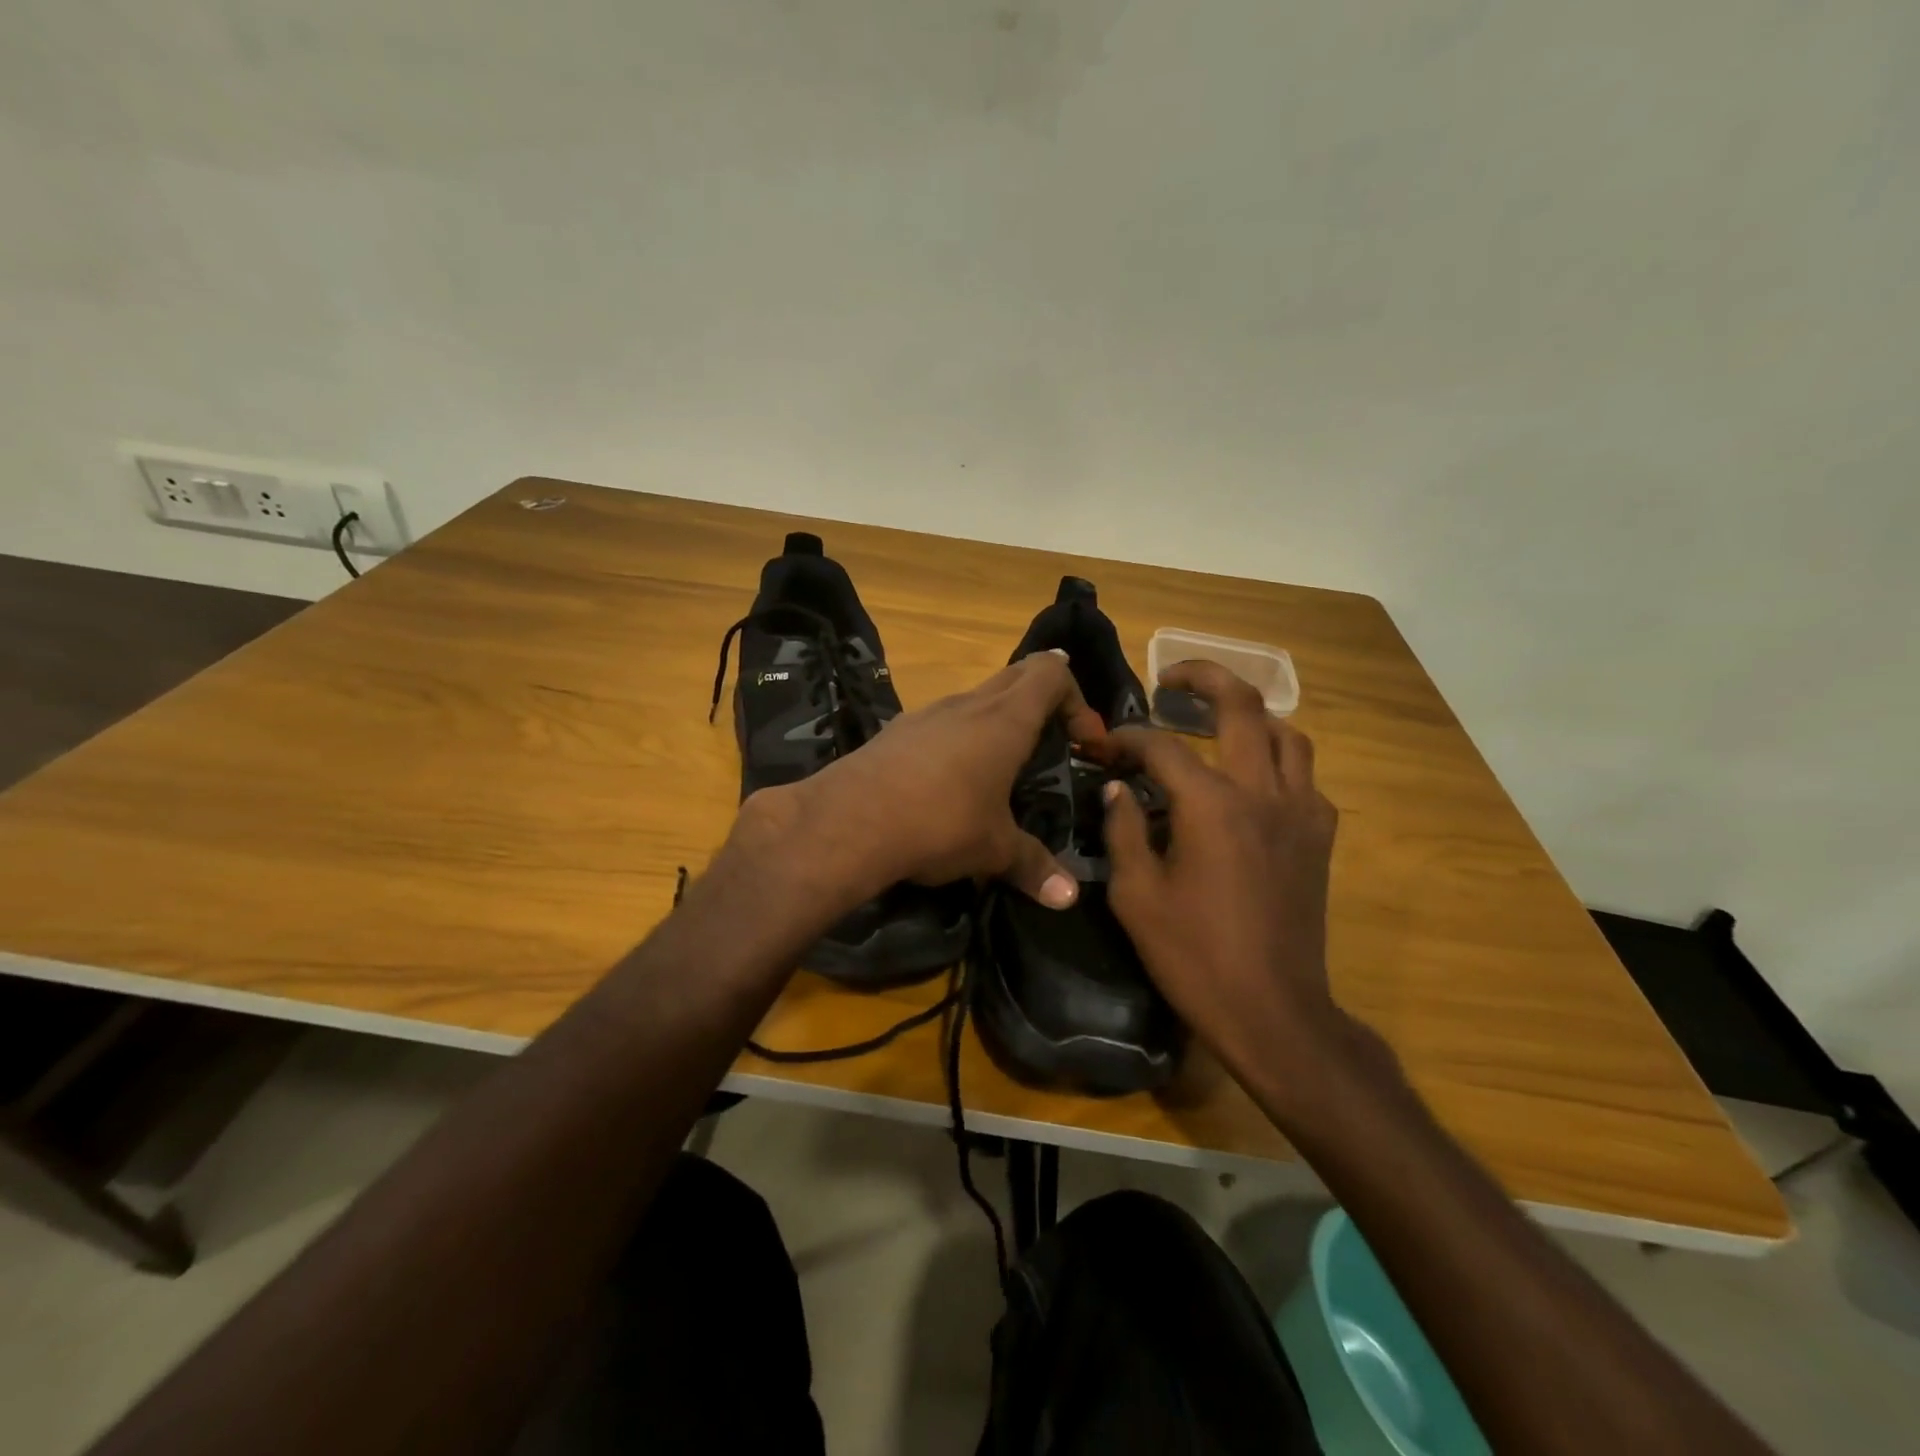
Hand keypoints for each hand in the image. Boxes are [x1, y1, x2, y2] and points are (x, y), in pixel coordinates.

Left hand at [743, 651, 1108, 909]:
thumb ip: (1034, 867)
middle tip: (1053, 742)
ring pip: (976, 696)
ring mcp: (926, 713)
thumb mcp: (994, 850)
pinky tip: (950, 780)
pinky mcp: (895, 732)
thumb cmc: (940, 824)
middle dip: (1043, 699)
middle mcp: (968, 704)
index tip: (1082, 742)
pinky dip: (959, 736)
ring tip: (1003, 766)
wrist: (848, 822)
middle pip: (1017, 674)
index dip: (1076, 699)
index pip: (1051, 672)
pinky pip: (941, 720)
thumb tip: (1068, 898)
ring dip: (998, 718)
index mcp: (1005, 719)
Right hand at [1102, 661, 1343, 1089]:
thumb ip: (1123, 830)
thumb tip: (1118, 788)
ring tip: (1217, 722)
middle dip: (1204, 678)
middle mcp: (1263, 793)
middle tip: (1172, 677)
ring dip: (1251, 716)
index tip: (1104, 745)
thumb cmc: (1193, 956)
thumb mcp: (1136, 895)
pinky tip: (1250, 784)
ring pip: (1287, 735)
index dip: (1128, 737)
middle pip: (1242, 707)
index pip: (1163, 746)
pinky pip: (1304, 778)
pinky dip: (1276, 762)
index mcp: (1212, 805)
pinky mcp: (1320, 838)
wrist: (1272, 1012)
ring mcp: (1301, 812)